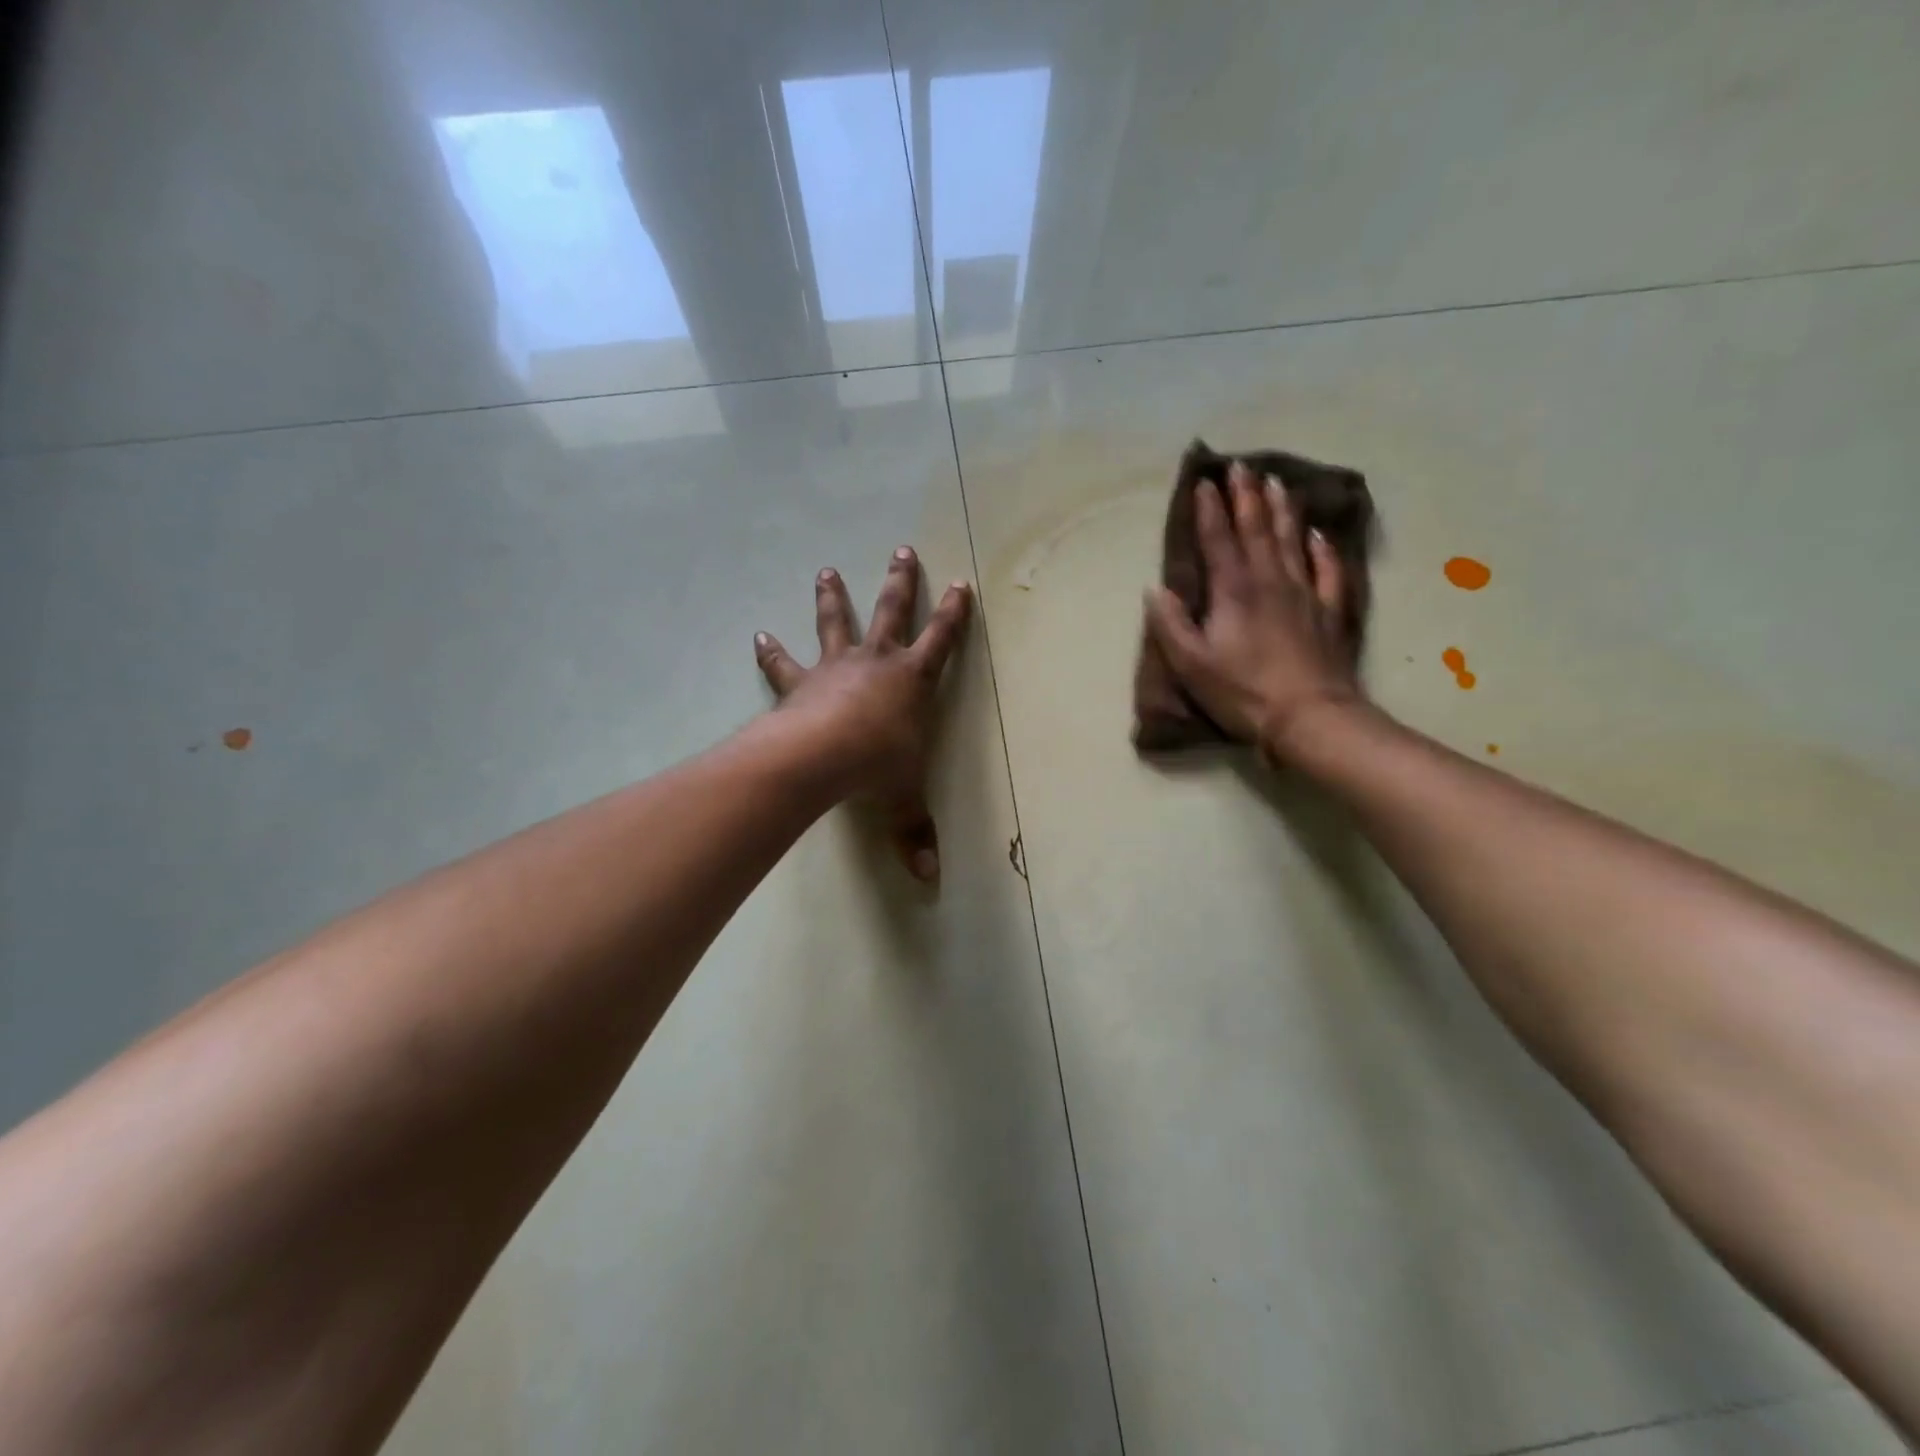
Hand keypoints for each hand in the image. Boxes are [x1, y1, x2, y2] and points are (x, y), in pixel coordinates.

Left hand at [755, 547, 972, 882]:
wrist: (821, 756)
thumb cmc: (876, 768)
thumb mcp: (904, 800)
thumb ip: (915, 835)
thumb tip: (930, 880)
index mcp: (912, 681)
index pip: (942, 640)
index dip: (955, 614)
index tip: (962, 584)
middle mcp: (876, 662)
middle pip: (891, 611)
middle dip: (900, 582)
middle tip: (901, 549)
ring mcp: (836, 667)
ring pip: (836, 621)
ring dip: (833, 596)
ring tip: (826, 569)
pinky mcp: (801, 681)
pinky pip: (784, 662)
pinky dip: (771, 650)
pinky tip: (758, 634)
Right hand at [1144, 462, 1361, 759]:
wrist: (1309, 716)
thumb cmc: (1242, 692)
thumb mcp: (1191, 665)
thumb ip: (1171, 625)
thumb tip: (1155, 589)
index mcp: (1234, 591)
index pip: (1219, 540)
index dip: (1209, 511)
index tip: (1204, 482)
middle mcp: (1270, 581)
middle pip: (1257, 529)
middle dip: (1245, 497)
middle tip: (1240, 466)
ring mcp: (1304, 593)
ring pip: (1292, 540)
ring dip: (1281, 509)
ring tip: (1276, 482)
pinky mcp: (1328, 612)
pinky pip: (1327, 570)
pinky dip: (1322, 548)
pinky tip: (1318, 534)